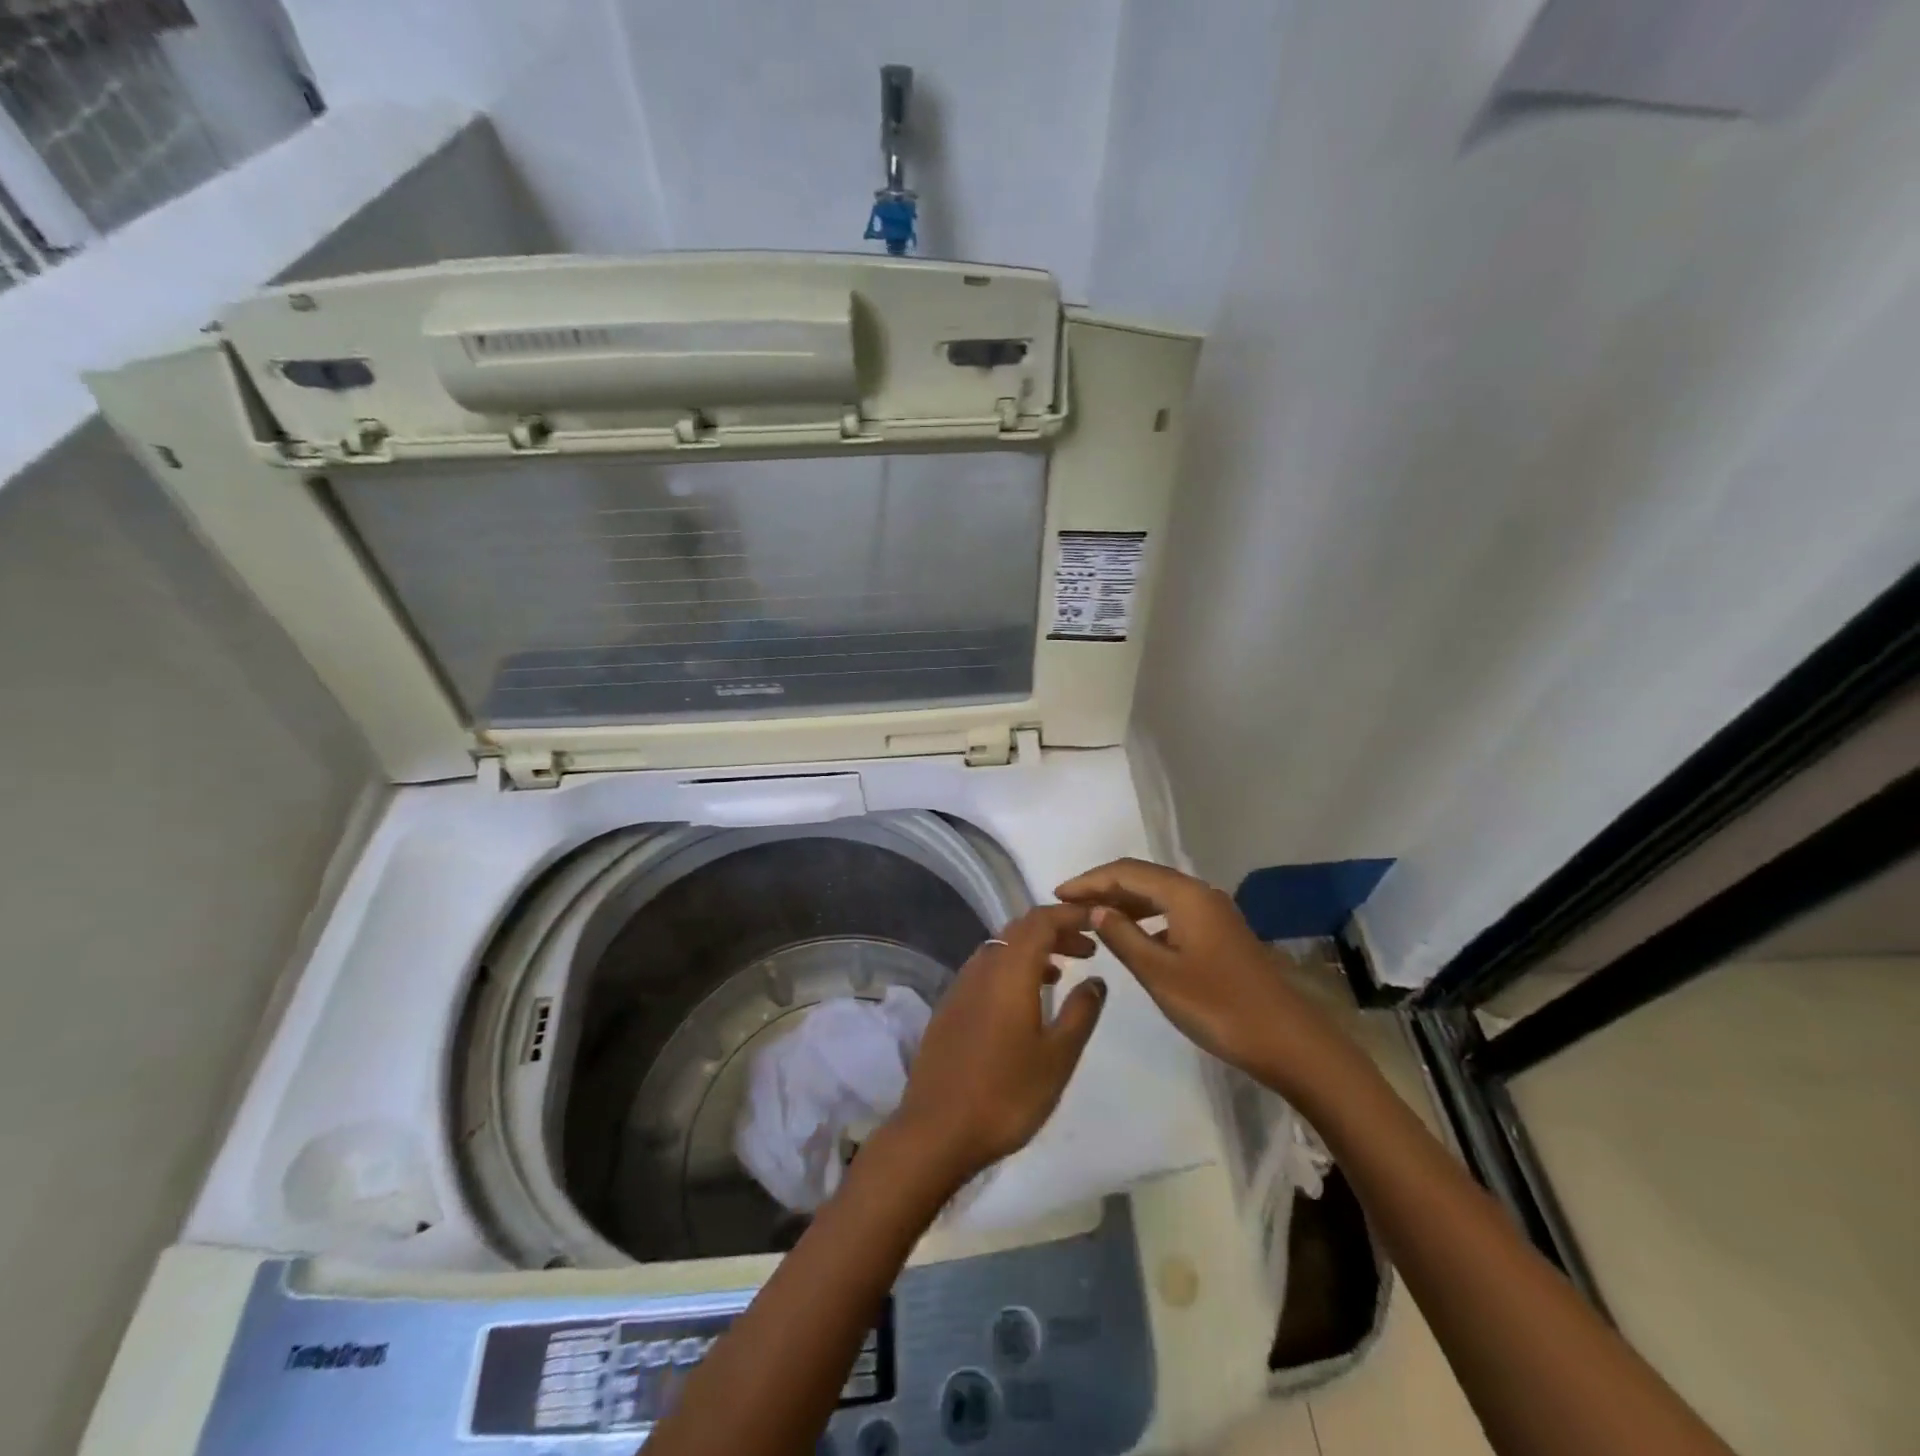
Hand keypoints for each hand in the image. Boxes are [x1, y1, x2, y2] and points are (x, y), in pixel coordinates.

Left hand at [887, 904, 1106, 1188]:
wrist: (936, 1131)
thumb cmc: (1006, 1094)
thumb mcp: (1057, 1057)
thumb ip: (1080, 1012)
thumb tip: (1096, 979)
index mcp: (1009, 970)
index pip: (1041, 920)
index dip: (1070, 914)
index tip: (1097, 921)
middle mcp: (981, 967)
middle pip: (1019, 930)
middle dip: (1055, 931)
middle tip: (1087, 949)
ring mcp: (960, 986)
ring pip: (1000, 949)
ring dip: (1032, 950)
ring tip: (1061, 973)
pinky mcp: (949, 1007)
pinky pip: (986, 970)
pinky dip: (1011, 969)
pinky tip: (1024, 1001)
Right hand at [1056, 858, 1346, 1097]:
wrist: (1289, 1042)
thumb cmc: (1219, 1007)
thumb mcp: (1160, 974)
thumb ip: (1123, 937)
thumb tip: (1096, 909)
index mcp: (1185, 895)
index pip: (1126, 872)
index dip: (1089, 881)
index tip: (1057, 895)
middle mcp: (1200, 894)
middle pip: (1143, 878)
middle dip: (1104, 888)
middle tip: (1069, 906)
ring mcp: (1214, 913)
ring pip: (1159, 895)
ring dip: (1124, 902)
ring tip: (1092, 919)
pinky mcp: (1221, 933)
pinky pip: (1173, 912)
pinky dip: (1146, 918)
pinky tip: (1133, 937)